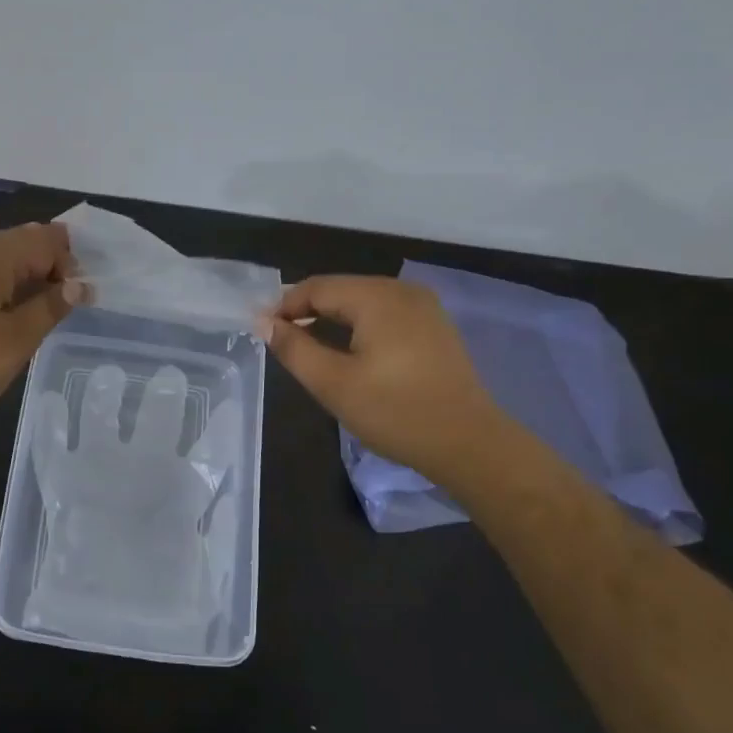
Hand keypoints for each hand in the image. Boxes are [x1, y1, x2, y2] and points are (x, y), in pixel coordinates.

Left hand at [0, 224, 80, 427]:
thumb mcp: (17, 339)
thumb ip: (51, 307)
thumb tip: (79, 285)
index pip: (43, 239)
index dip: (69, 260)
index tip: (82, 295)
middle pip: (20, 243)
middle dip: (50, 265)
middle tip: (68, 301)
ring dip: (27, 278)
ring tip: (43, 312)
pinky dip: (4, 289)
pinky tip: (9, 318)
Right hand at [258, 276, 502, 488]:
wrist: (469, 444)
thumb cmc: (395, 412)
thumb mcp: (333, 383)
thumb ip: (294, 348)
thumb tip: (264, 322)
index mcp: (376, 297)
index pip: (316, 287)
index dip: (284, 306)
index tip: (263, 332)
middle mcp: (401, 290)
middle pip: (340, 290)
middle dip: (307, 311)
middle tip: (283, 342)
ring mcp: (423, 306)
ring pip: (362, 301)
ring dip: (332, 319)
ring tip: (310, 347)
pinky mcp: (434, 326)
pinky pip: (384, 313)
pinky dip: (359, 325)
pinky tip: (350, 351)